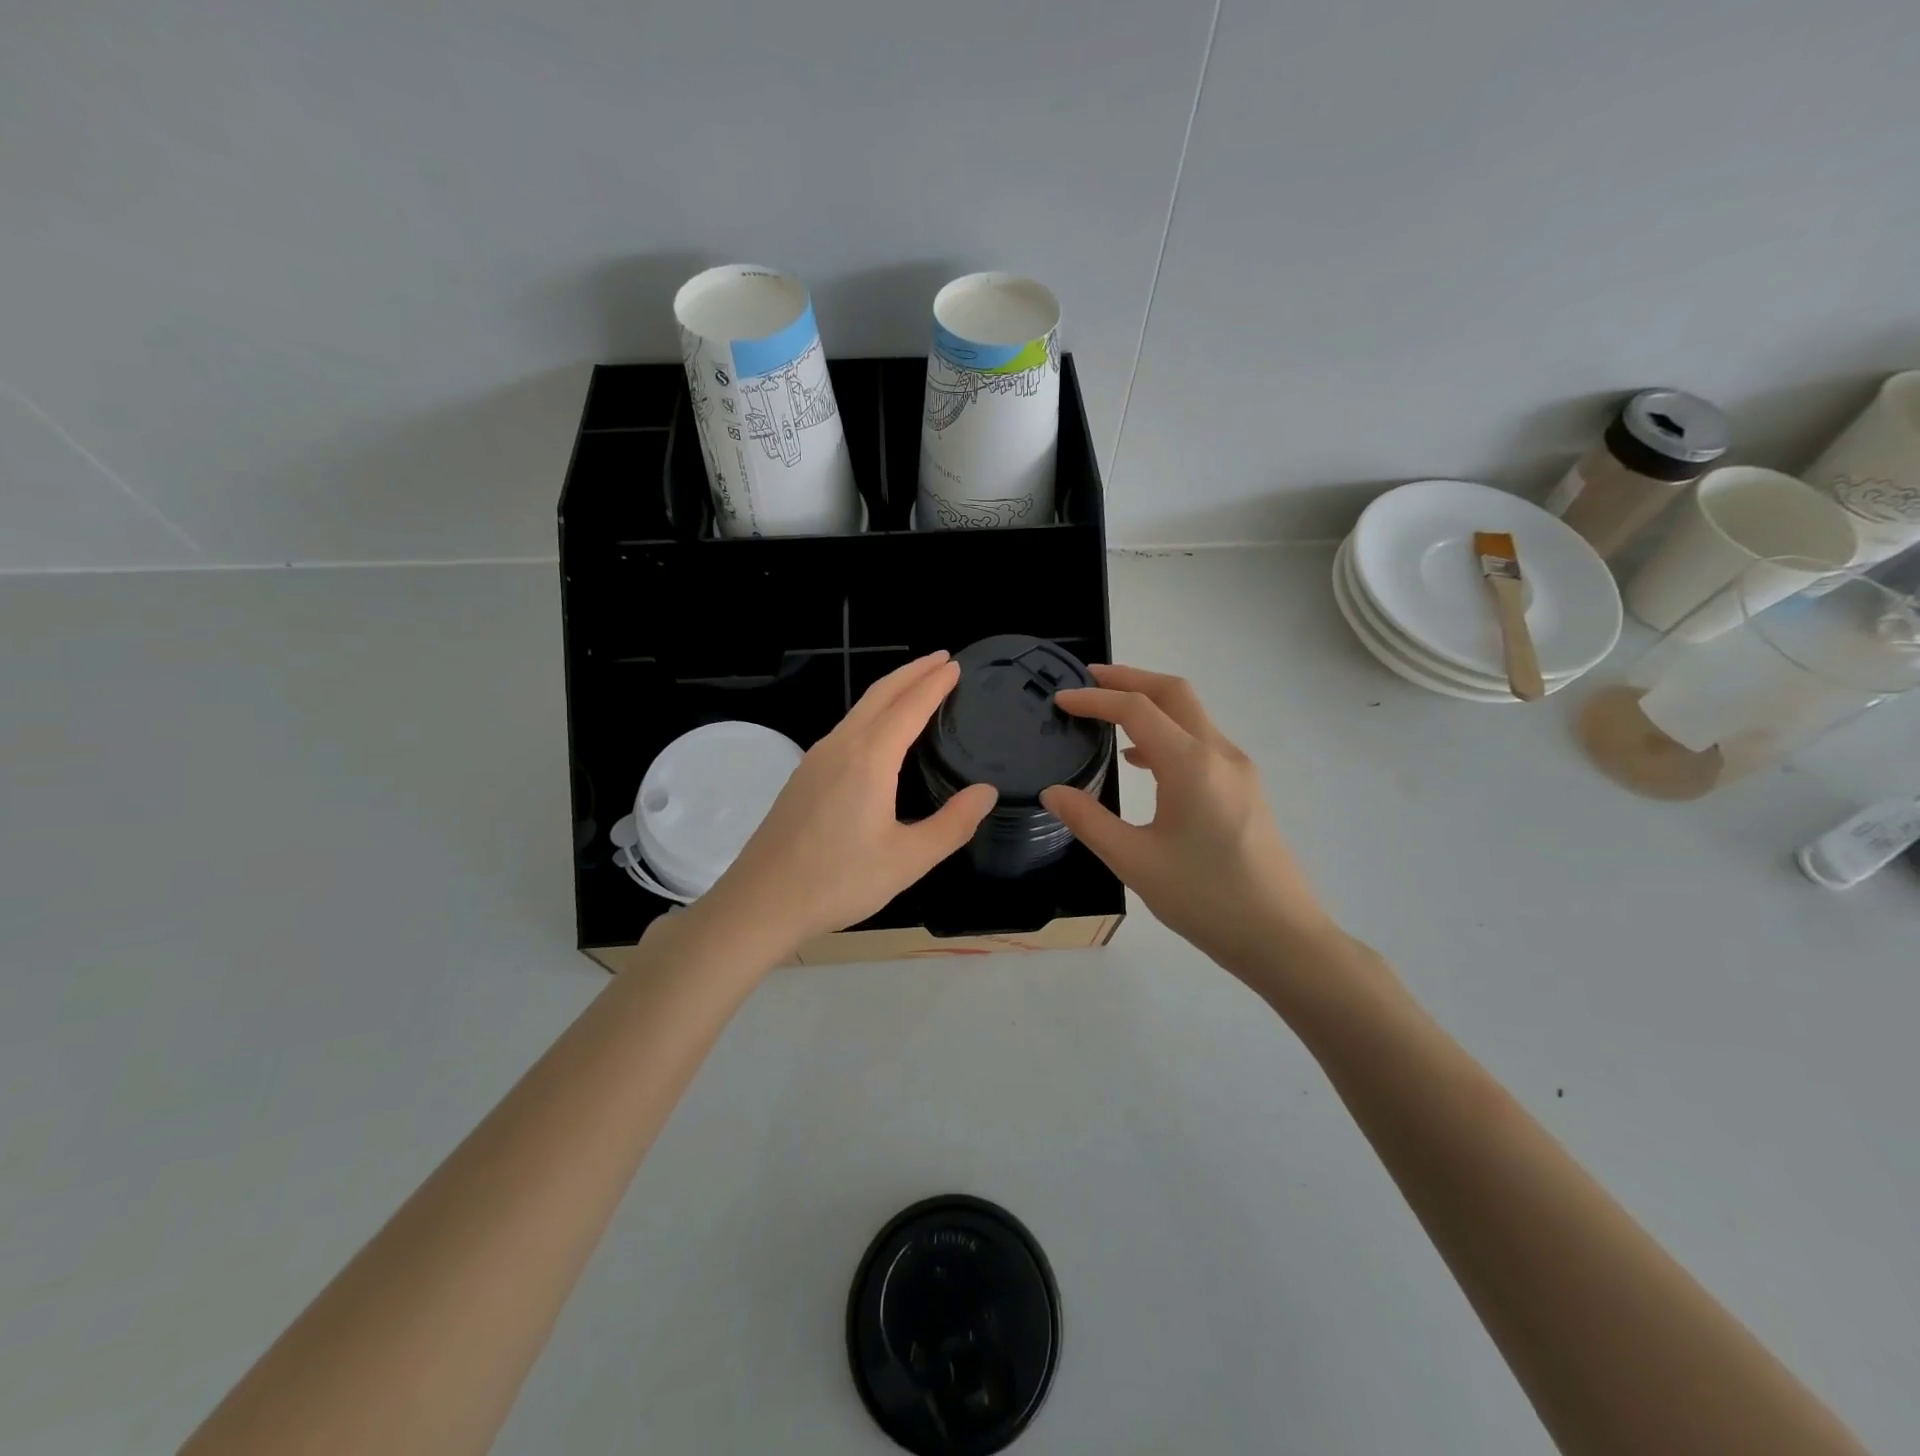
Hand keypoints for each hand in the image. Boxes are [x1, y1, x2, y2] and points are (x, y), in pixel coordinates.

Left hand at [701, 651, 997, 954]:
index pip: (910, 707)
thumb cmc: (839, 881)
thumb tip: (986, 792)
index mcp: (870, 759)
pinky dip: (871, 712)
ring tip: (915, 685)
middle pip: (880, 694)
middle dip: (912, 672)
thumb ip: (953, 824)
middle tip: (941, 658)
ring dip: (890, 690)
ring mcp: (816, 758)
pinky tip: (878, 731)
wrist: (762, 901)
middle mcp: (841, 746)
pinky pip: (846, 727)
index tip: (956, 666)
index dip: (935, 684)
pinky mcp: (804, 775)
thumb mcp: (909, 860)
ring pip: (859, 709)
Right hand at [1040, 665, 1339, 986]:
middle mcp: (1219, 754)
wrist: (1282, 937)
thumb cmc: (1205, 899)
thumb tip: (1052, 792)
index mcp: (1191, 765)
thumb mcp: (1135, 862)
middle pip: (1173, 693)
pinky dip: (1167, 733)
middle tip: (1089, 679)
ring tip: (1108, 714)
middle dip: (1129, 678)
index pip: (1136, 709)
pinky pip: (1201, 742)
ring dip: (1150, 704)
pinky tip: (1141, 762)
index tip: (1061, 699)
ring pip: (1191, 715)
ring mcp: (1238, 770)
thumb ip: (1089, 820)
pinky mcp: (1245, 788)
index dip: (1095, 699)